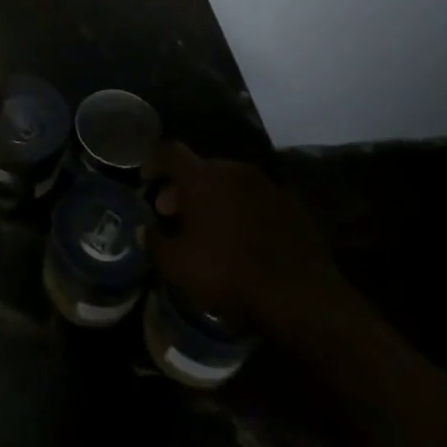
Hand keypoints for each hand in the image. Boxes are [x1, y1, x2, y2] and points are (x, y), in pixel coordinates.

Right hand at [145, 142, 361, 334]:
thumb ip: (154, 242)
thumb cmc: (228, 273)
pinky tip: (242, 239)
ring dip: (215, 198)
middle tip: (175, 213)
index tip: (148, 180)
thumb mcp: (177, 265)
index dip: (154, 161)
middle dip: (184, 187)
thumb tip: (145, 230)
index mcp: (201, 177)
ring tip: (209, 228)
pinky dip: (242, 211)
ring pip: (230, 183)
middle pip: (201, 168)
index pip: (169, 151)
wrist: (301, 295)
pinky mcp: (292, 206)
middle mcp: (233, 170)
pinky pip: (255, 200)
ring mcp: (266, 186)